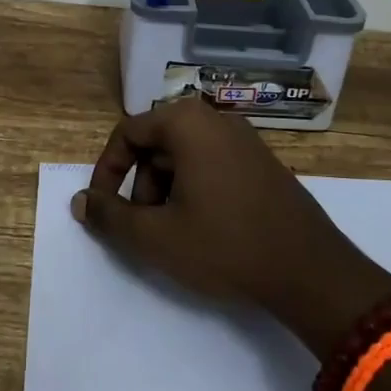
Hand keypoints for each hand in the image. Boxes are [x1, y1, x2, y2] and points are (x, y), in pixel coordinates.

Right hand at [72, 97, 390, 355]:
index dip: (107, 170)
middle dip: (140, 185)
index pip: (128, 132)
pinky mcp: (262, 162)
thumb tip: (80, 202)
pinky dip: (194, 190)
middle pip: (157, 144)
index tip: (104, 207)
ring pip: (184, 156)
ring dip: (166, 191)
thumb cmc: (225, 245)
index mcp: (188, 123)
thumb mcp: (156, 237)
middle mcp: (216, 119)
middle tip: (144, 227)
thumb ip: (110, 216)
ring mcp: (245, 139)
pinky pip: (212, 164)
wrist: (310, 271)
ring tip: (174, 234)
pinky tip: (205, 229)